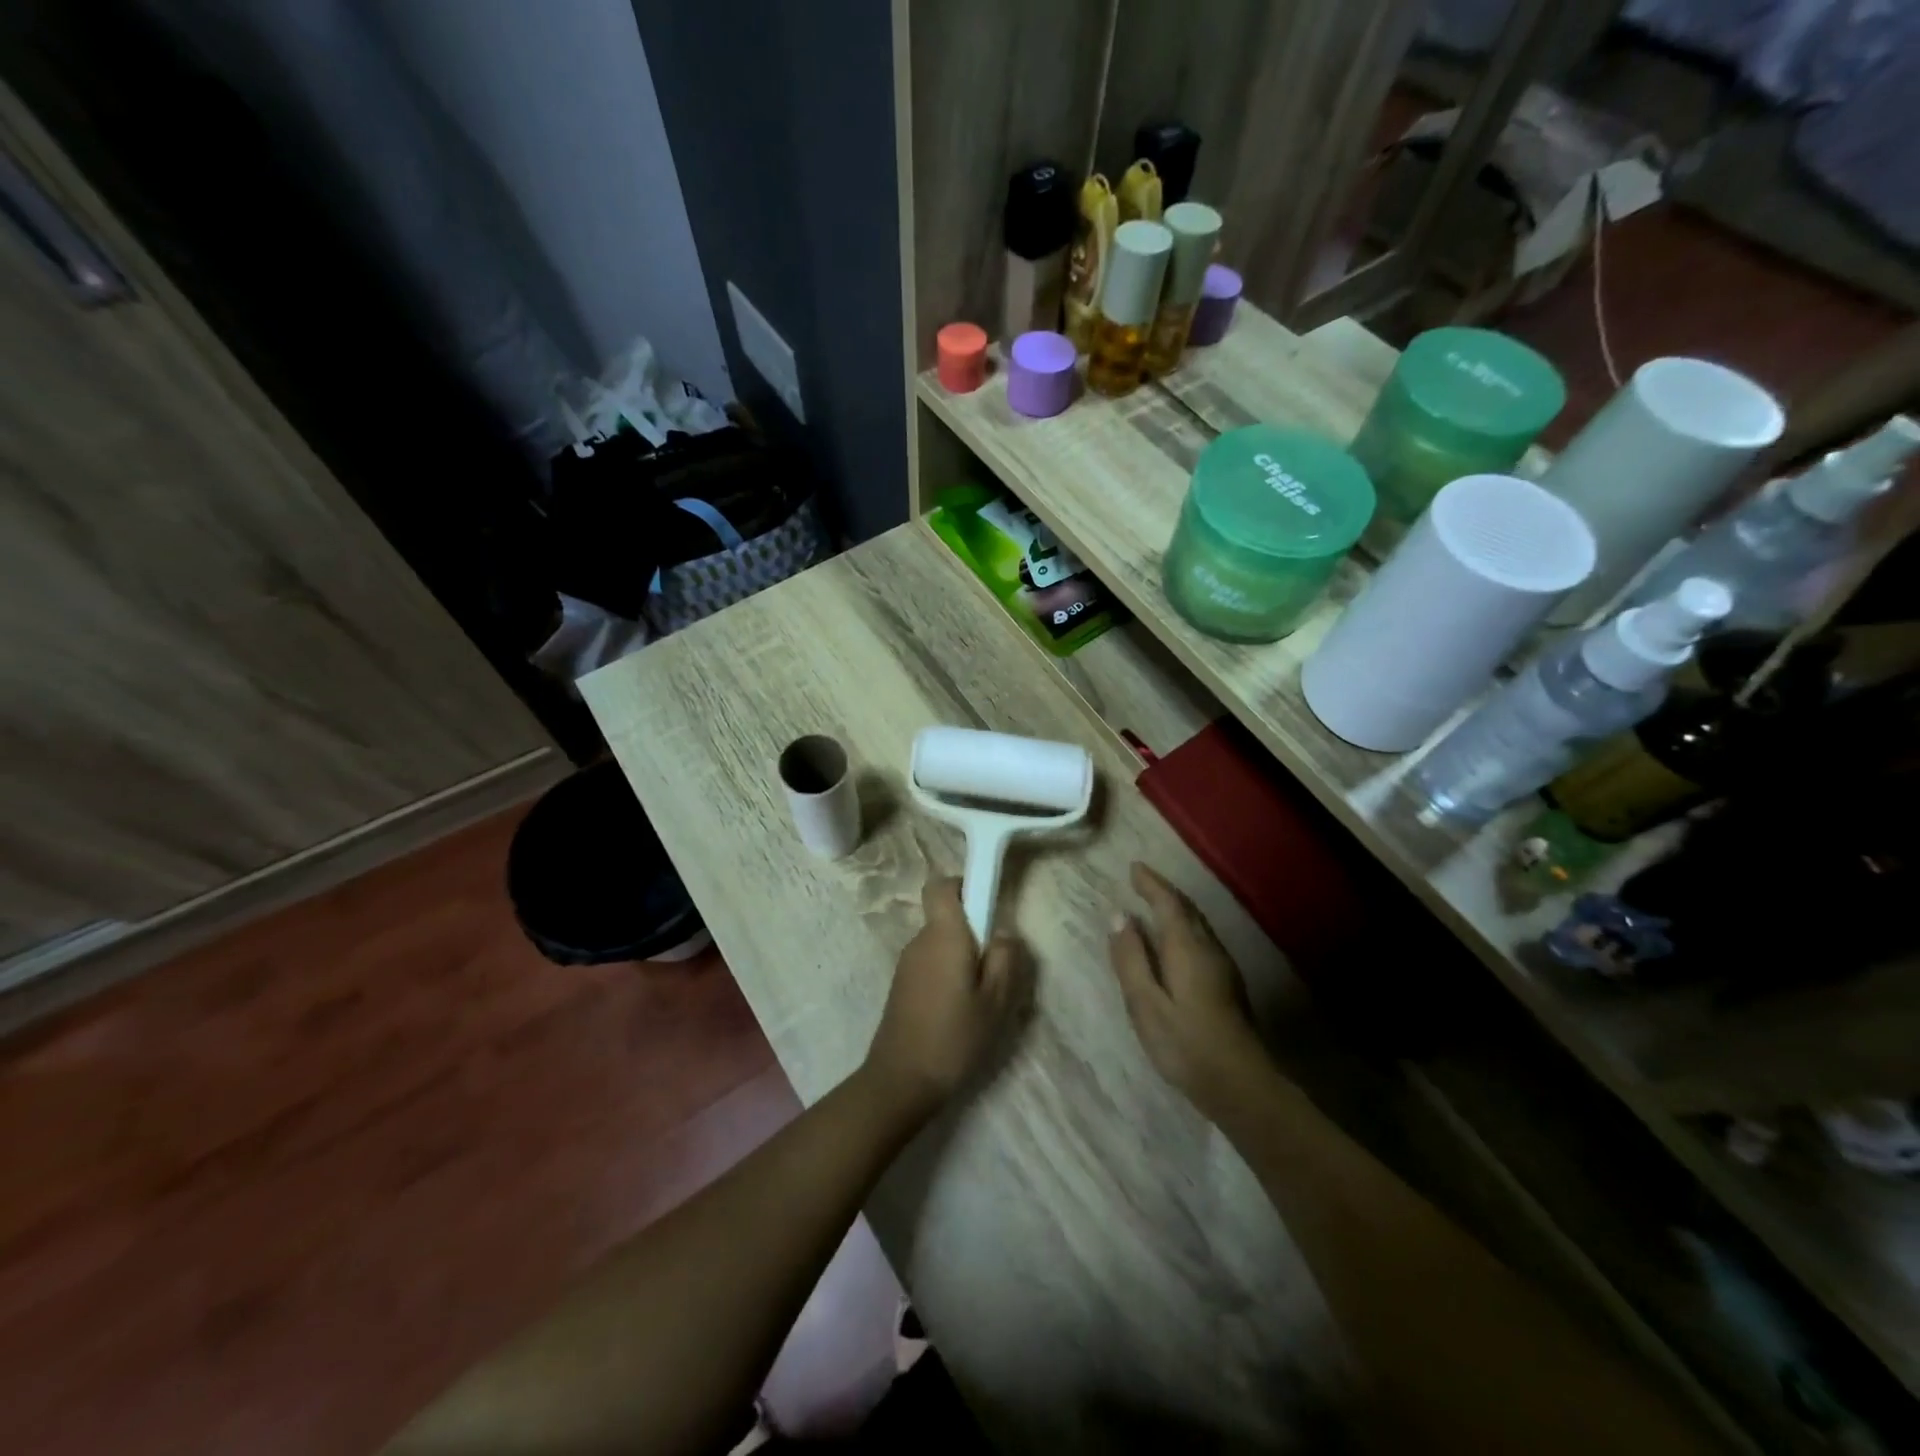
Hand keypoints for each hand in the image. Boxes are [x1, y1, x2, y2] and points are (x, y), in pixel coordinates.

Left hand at [863, 877, 1023, 1120]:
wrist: (901, 1081)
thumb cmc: (954, 1038)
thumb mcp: (996, 1002)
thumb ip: (1005, 959)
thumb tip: (1004, 932)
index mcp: (943, 936)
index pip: (941, 885)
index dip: (963, 885)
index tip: (986, 904)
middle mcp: (920, 941)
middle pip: (945, 916)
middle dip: (973, 931)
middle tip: (997, 965)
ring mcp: (906, 964)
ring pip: (940, 943)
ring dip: (961, 956)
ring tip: (982, 996)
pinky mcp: (902, 986)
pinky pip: (930, 963)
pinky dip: (948, 974)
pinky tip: (960, 1010)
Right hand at [1109, 862, 1267, 1118]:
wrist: (1241, 1084)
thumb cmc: (1185, 1044)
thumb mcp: (1145, 1003)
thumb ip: (1130, 958)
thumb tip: (1119, 916)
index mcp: (1186, 947)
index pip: (1168, 903)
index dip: (1151, 883)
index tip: (1134, 868)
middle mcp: (1208, 948)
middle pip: (1187, 909)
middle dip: (1164, 892)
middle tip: (1142, 881)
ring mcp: (1223, 967)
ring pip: (1197, 925)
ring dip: (1176, 909)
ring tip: (1155, 904)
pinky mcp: (1228, 985)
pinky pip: (1202, 940)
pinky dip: (1184, 928)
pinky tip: (1176, 943)